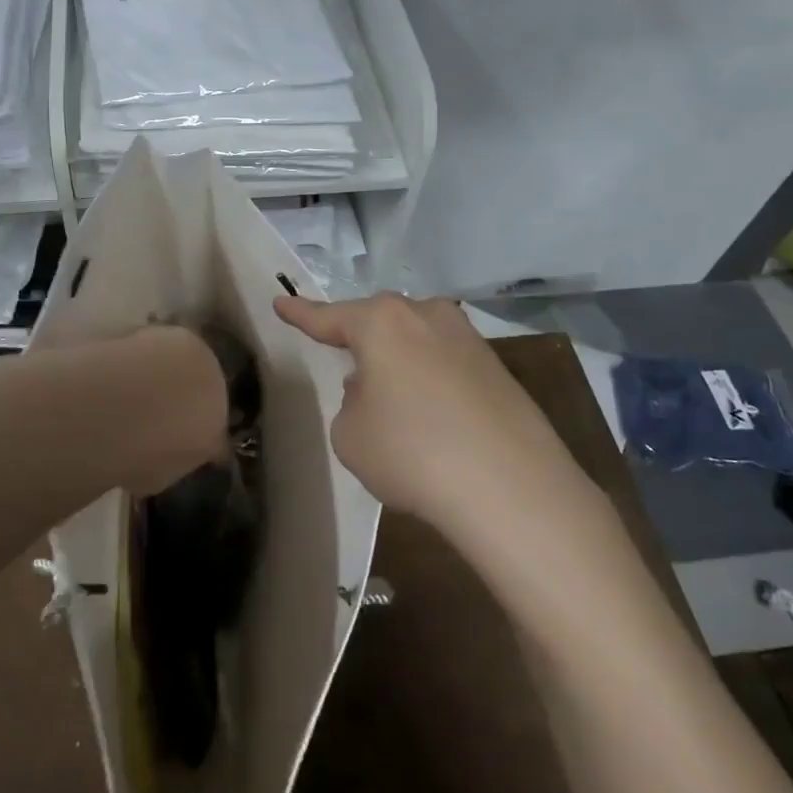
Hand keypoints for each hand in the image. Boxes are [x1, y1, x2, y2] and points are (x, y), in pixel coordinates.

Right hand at [273, 293, 599, 536]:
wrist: (511, 488)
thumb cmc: (412, 452)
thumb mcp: (350, 434)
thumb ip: (351, 402)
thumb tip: (375, 390)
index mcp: (382, 322)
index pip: (329, 317)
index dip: (301, 313)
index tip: (281, 304)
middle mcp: (426, 315)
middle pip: (379, 322)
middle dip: (360, 341)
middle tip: (345, 365)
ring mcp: (468, 339)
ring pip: (416, 341)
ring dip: (399, 363)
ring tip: (392, 403)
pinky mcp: (499, 369)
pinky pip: (446, 366)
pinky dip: (431, 384)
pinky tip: (433, 420)